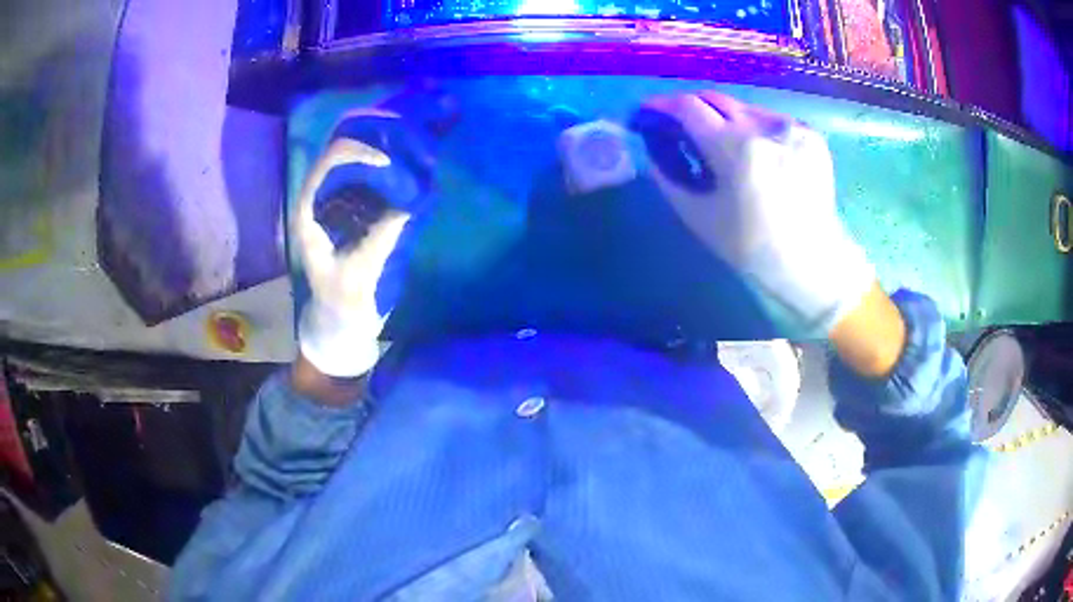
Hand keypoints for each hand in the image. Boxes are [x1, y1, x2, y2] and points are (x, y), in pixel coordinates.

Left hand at [294, 118, 417, 377]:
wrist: (339, 321)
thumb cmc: (341, 301)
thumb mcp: (360, 273)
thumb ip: (383, 236)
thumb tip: (412, 199)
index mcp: (310, 211)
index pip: (329, 163)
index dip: (358, 152)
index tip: (390, 160)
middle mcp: (321, 198)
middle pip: (344, 152)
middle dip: (376, 142)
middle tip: (410, 141)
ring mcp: (337, 202)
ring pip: (358, 160)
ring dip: (386, 151)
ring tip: (415, 148)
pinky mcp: (354, 210)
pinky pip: (371, 179)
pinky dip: (392, 170)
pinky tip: (413, 169)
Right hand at [640, 91, 873, 335]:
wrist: (812, 262)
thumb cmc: (753, 248)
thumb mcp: (699, 217)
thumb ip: (668, 176)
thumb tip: (654, 148)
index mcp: (736, 148)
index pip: (688, 107)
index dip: (662, 105)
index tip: (647, 112)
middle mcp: (765, 126)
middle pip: (715, 99)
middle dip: (691, 108)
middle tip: (678, 126)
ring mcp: (791, 127)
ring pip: (744, 108)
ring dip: (723, 119)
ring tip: (719, 143)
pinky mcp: (809, 134)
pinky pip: (769, 120)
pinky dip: (752, 128)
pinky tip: (753, 152)